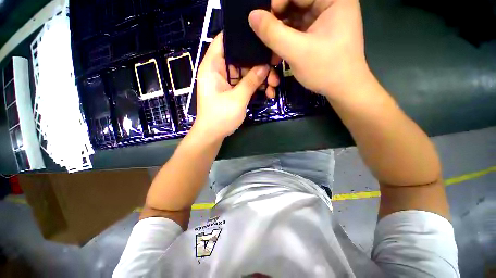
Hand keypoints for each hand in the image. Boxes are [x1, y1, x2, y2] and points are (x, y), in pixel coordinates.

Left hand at [193, 33, 279, 141]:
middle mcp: (219, 70)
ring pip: (246, 72)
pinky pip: (246, 83)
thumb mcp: (237, 99)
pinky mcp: (232, 90)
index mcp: (213, 67)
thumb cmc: (220, 117)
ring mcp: (227, 81)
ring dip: (260, 78)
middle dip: (258, 65)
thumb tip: (265, 66)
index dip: (240, 36)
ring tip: (273, 87)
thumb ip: (251, 81)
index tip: (260, 38)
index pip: (224, 41)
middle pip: (241, 59)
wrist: (213, 135)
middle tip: (274, 73)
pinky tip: (268, 93)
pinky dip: (256, 87)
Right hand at [248, 0, 371, 100]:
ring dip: (280, 33)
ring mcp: (324, 20)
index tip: (264, 21)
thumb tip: (252, 16)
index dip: (278, 2)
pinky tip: (277, 52)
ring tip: (270, 49)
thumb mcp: (297, 52)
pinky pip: (297, 31)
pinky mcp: (318, 34)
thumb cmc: (326, 69)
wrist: (342, 90)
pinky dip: (286, 40)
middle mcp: (330, 4)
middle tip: (264, 37)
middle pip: (296, 3)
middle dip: (278, 20)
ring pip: (295, 18)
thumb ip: (273, 33)